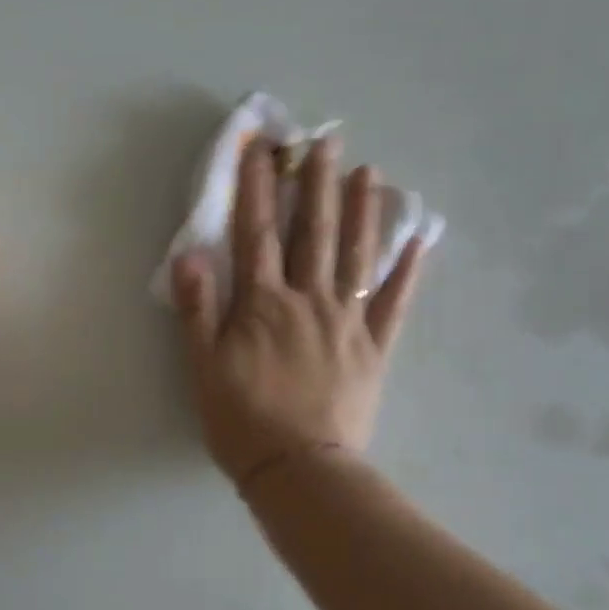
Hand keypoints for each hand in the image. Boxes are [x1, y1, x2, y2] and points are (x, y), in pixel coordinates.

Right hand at [172, 136, 424, 485]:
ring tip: (369, 172)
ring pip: (356, 256)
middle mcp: (307, 300)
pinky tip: (417, 240)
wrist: (298, 469)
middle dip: (316, 183)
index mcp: (262, 303)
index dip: (257, 188)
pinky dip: (406, 270)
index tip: (261, 148)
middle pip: (312, 232)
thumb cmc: (241, 418)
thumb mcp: (202, 366)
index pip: (256, 233)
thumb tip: (191, 254)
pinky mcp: (374, 348)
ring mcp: (346, 322)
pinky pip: (393, 303)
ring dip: (362, 211)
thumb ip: (198, 308)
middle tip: (326, 140)